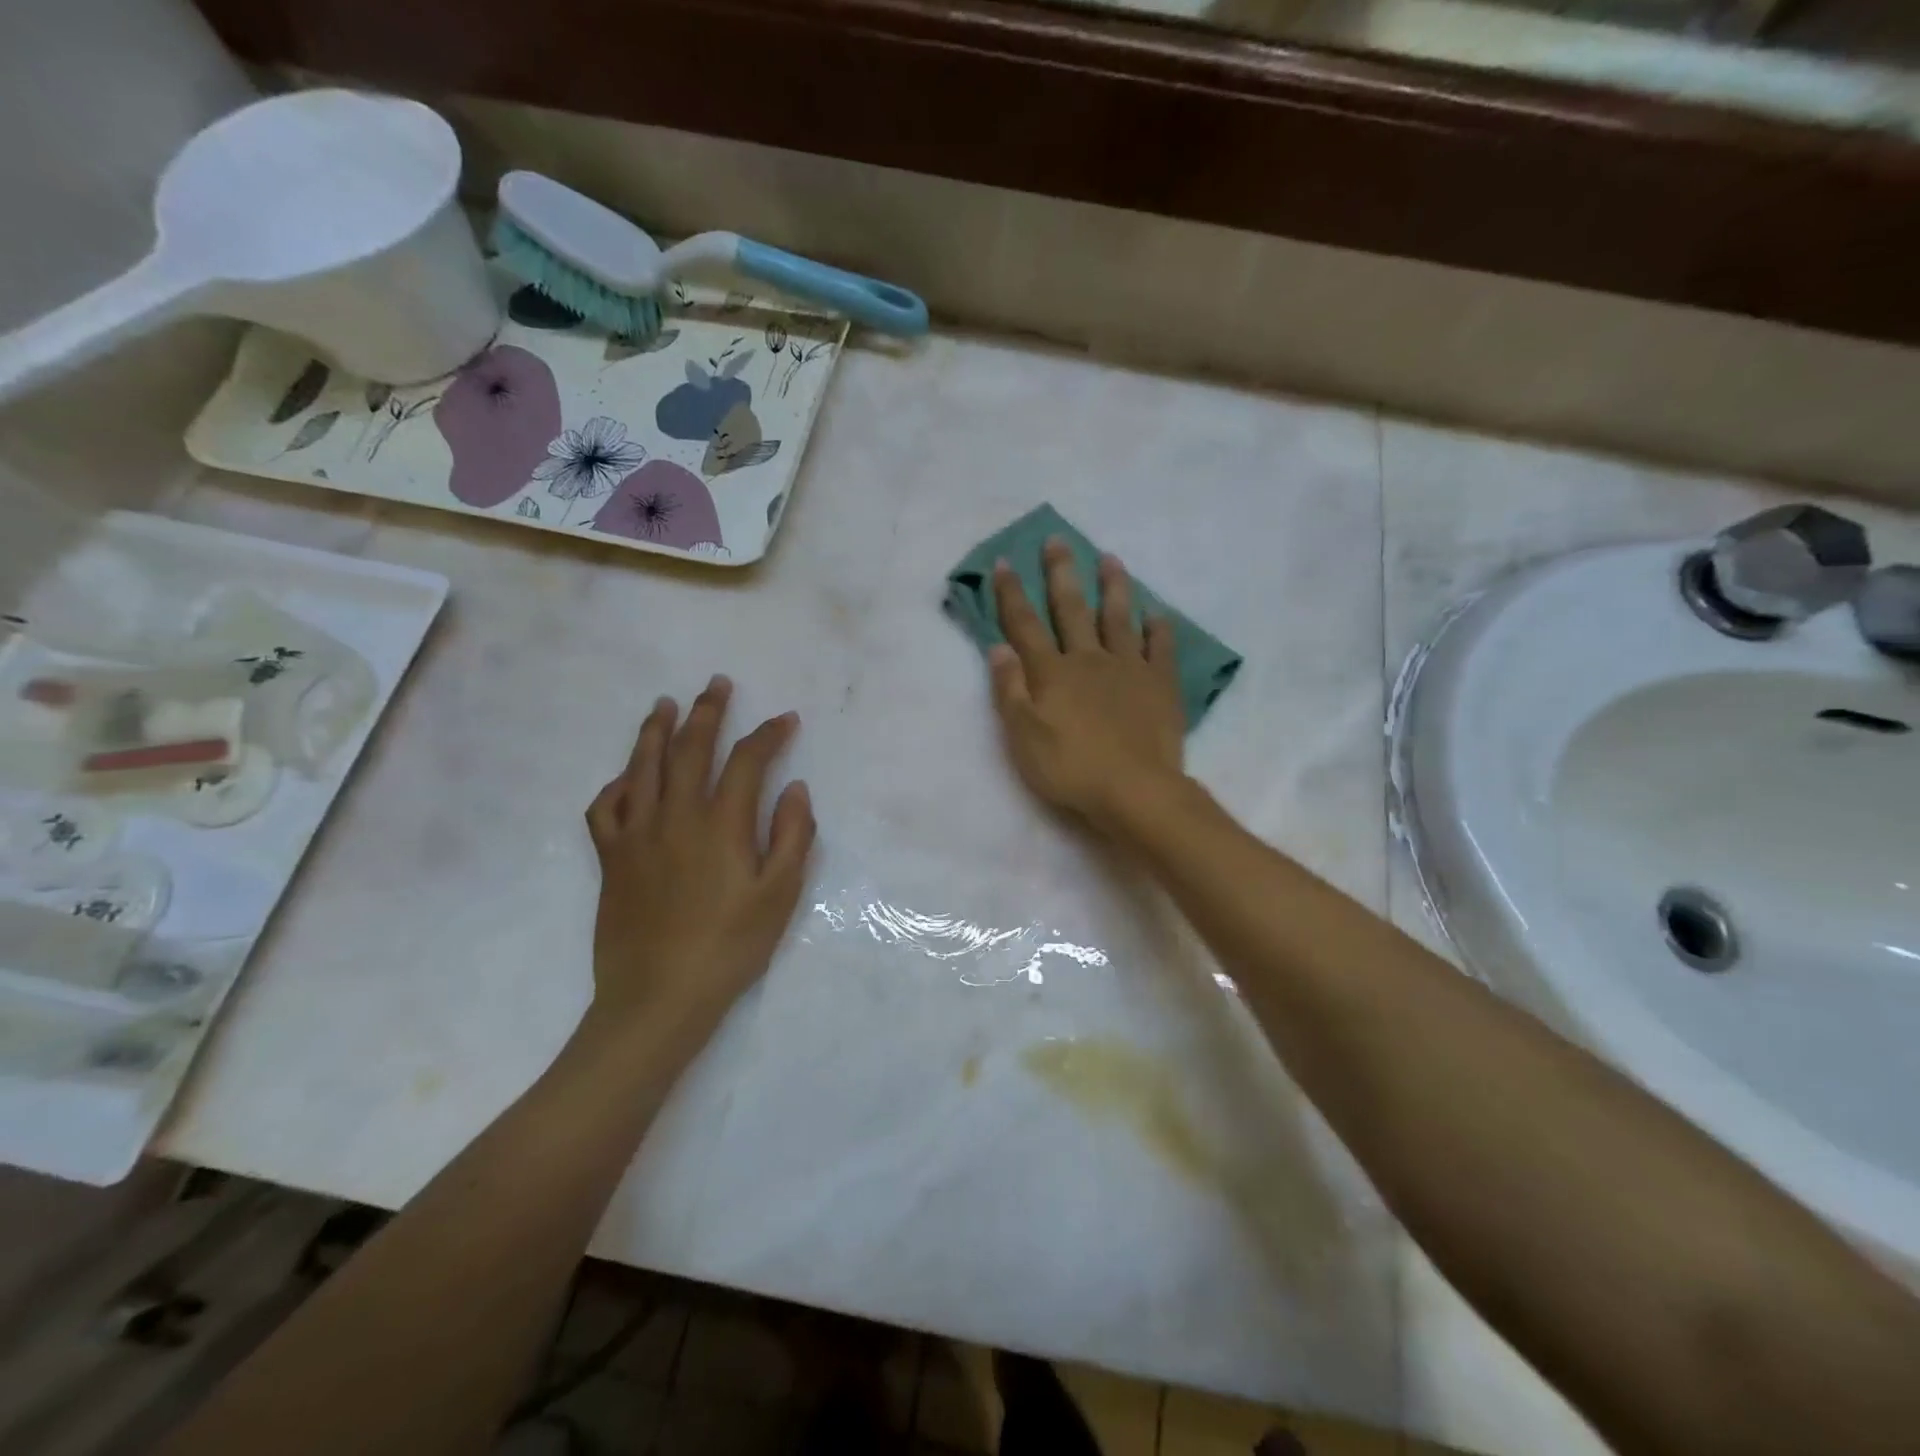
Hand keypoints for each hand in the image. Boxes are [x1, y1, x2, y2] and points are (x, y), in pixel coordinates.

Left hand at [584, 676, 815, 1041]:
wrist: (658, 996)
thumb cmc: (730, 947)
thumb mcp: (779, 896)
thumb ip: (792, 836)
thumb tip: (794, 788)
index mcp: (721, 824)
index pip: (748, 761)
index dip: (769, 734)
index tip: (786, 719)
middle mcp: (676, 816)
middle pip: (690, 748)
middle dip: (707, 711)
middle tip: (716, 684)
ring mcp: (636, 835)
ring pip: (642, 767)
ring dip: (655, 730)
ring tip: (664, 704)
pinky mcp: (610, 859)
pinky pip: (604, 809)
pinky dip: (615, 785)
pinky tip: (625, 778)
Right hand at [988, 537, 1185, 830]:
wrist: (1134, 791)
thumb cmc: (1071, 768)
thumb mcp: (1023, 736)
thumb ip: (1009, 690)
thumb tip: (997, 647)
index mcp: (1052, 673)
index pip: (1025, 625)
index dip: (1012, 594)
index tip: (1004, 562)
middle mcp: (1089, 659)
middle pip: (1072, 609)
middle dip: (1061, 574)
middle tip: (1058, 540)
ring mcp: (1128, 668)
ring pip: (1118, 618)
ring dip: (1112, 587)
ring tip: (1110, 558)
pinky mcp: (1160, 685)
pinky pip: (1159, 647)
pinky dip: (1157, 628)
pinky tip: (1156, 613)